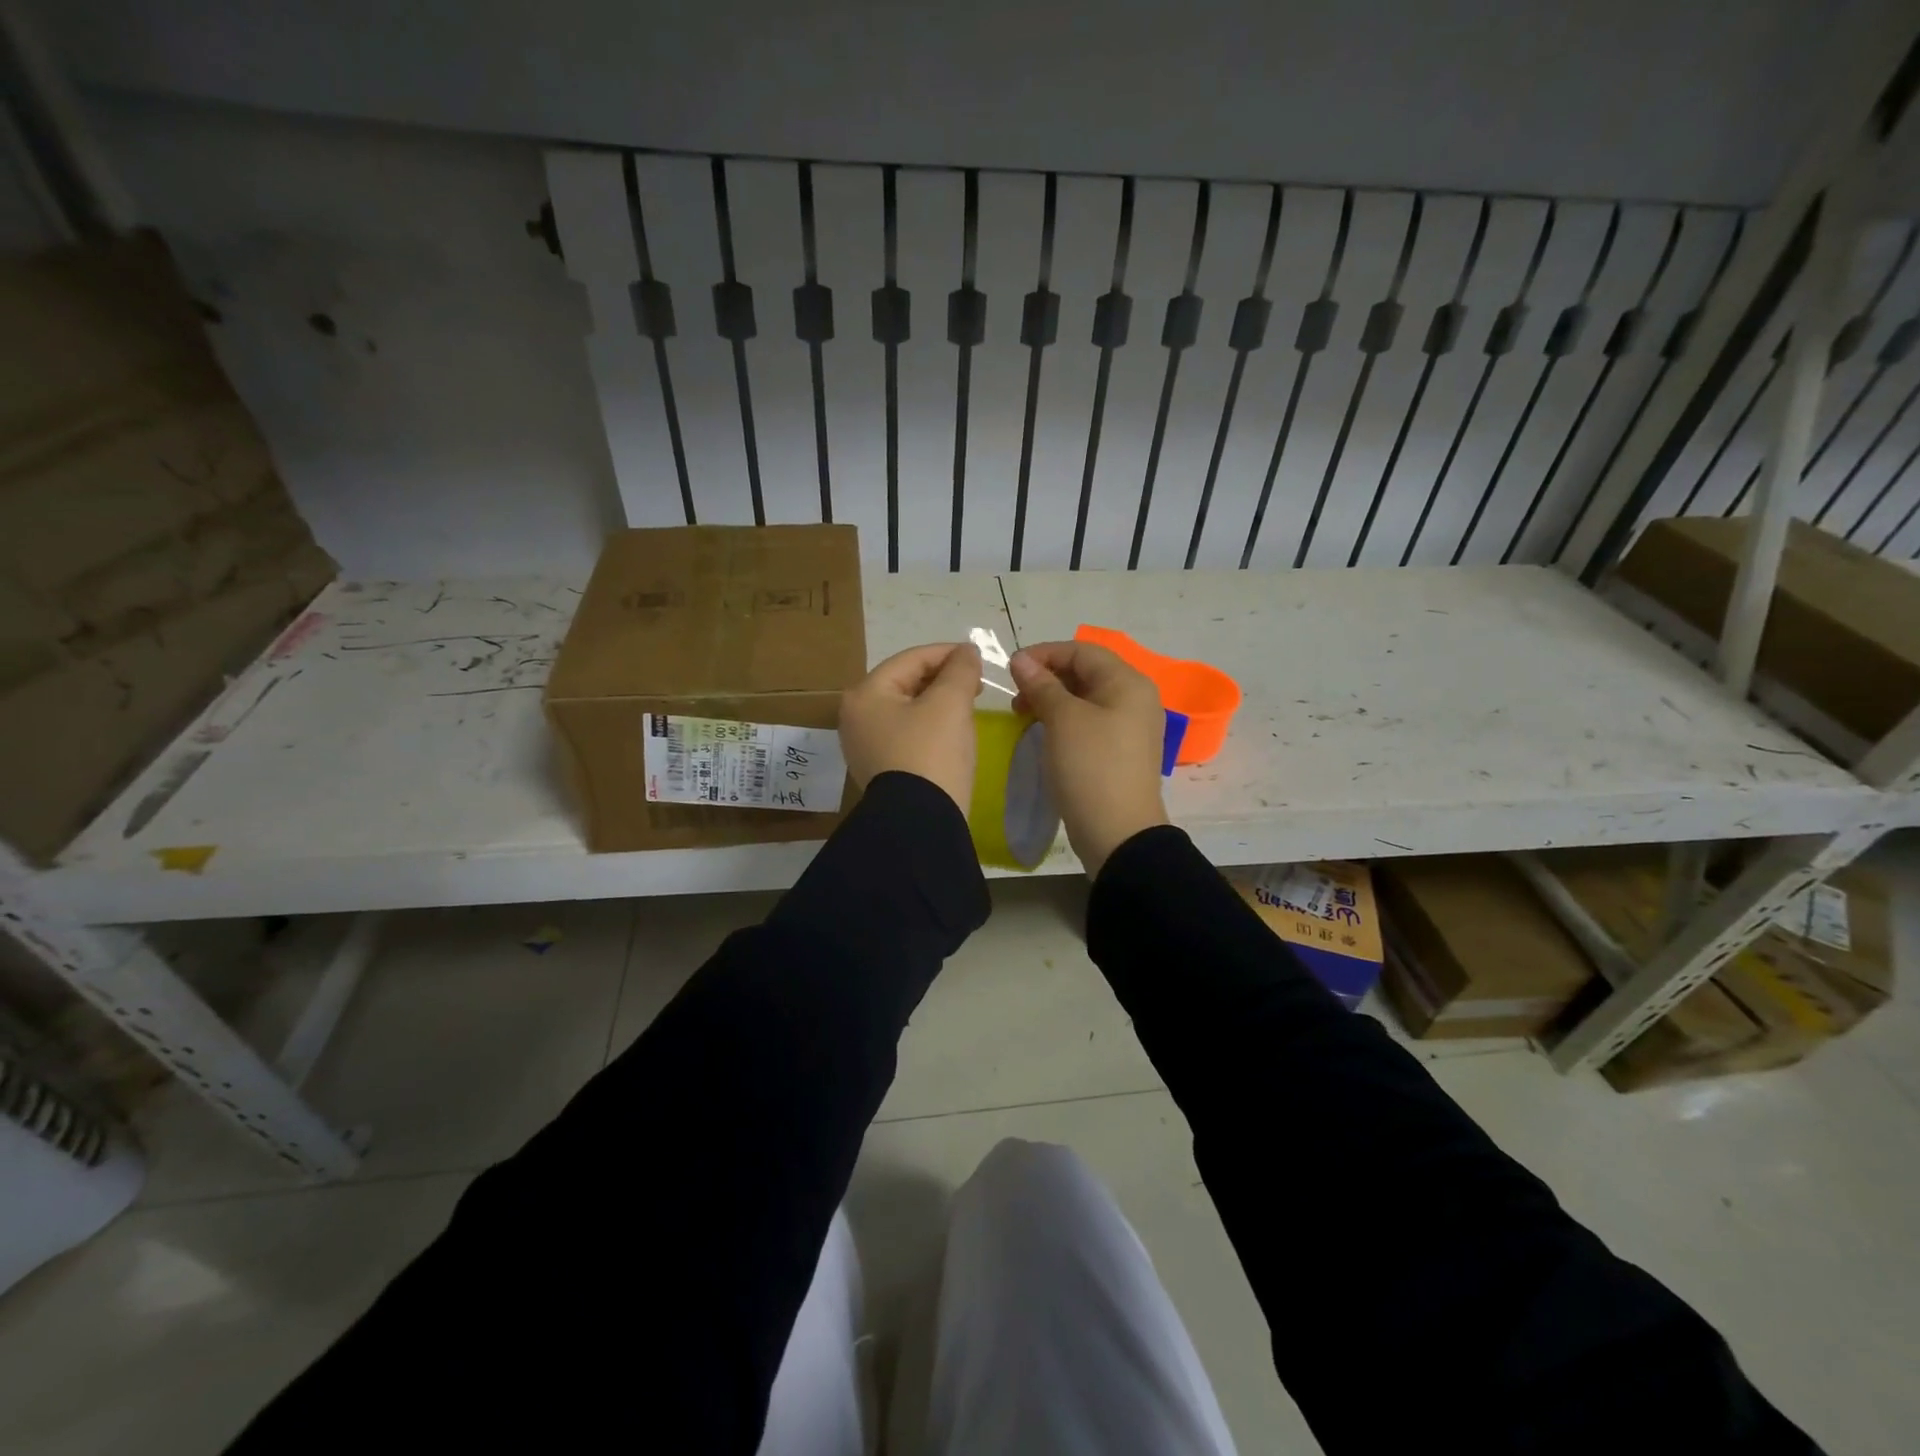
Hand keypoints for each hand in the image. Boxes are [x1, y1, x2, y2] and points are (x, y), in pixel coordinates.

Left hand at [839, 643, 983, 812]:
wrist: (921, 822)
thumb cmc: (932, 753)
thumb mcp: (950, 703)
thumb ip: (960, 669)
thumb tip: (966, 652)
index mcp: (865, 694)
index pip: (911, 659)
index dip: (947, 653)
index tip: (978, 657)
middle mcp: (856, 717)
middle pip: (906, 683)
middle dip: (942, 679)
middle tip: (976, 683)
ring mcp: (865, 745)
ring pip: (907, 709)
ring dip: (938, 702)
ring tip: (968, 705)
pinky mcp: (880, 769)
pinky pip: (907, 734)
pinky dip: (930, 726)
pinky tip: (952, 732)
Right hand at [1009, 641, 1167, 875]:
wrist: (1118, 833)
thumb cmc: (1091, 767)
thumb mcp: (1063, 720)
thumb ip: (1041, 685)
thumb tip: (1021, 660)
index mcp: (1128, 683)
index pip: (1082, 651)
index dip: (1044, 654)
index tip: (1011, 670)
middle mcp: (1134, 698)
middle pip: (1085, 672)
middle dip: (1046, 677)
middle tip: (1015, 697)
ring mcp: (1129, 727)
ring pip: (1084, 698)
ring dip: (1051, 700)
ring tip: (1022, 715)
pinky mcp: (1119, 751)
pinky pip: (1088, 722)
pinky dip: (1063, 720)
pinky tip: (1041, 733)